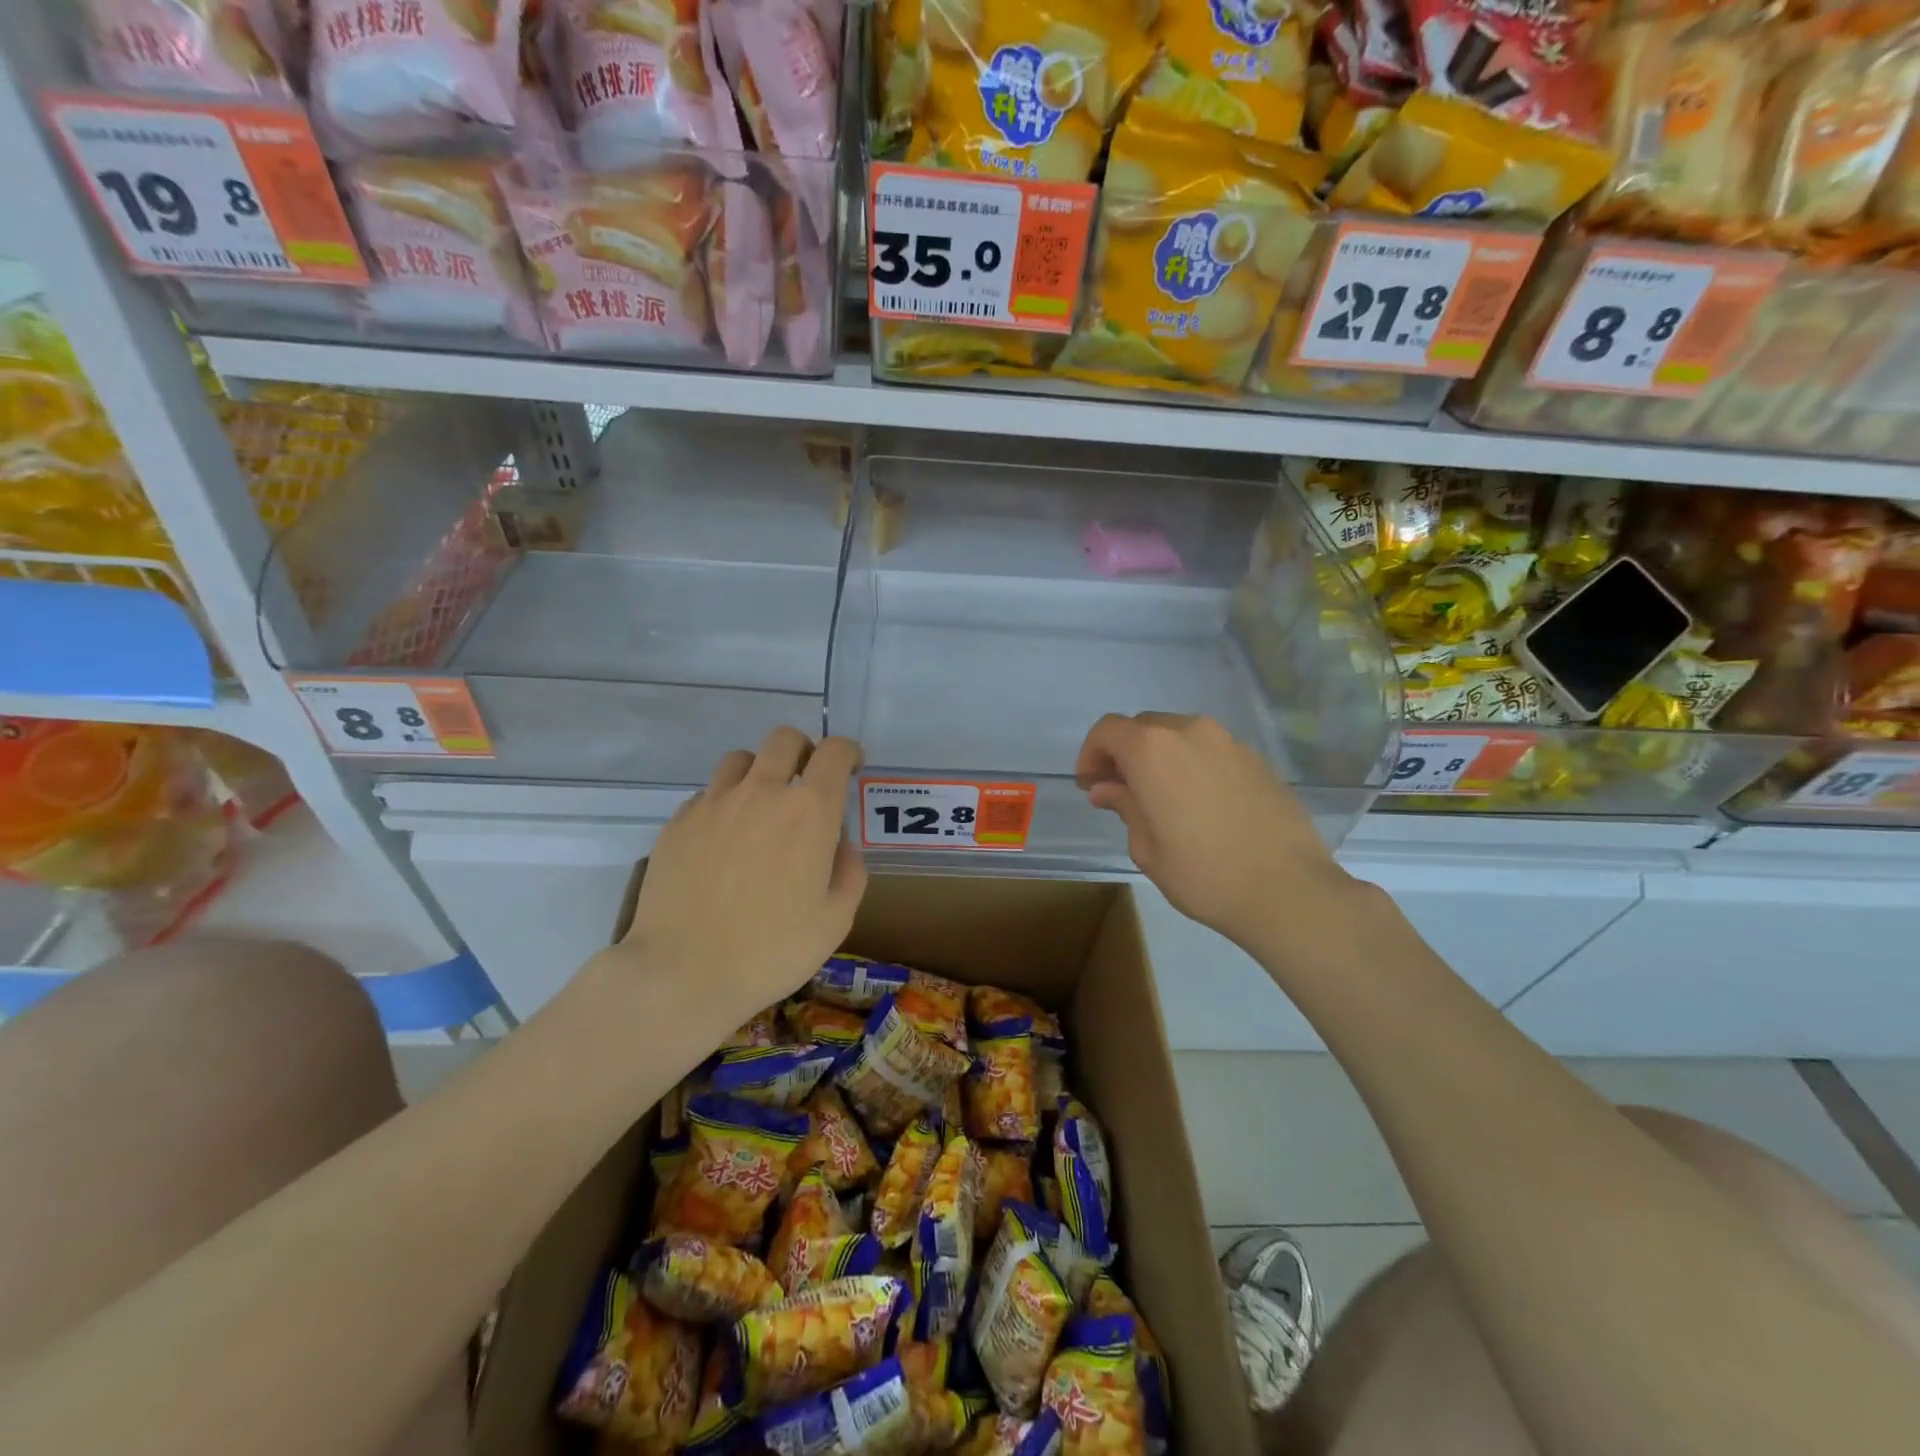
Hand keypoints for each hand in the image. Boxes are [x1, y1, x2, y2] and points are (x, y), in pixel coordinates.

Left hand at [622, 726, 866, 1028]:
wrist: (681, 973)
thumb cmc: (770, 951)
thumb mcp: (835, 921)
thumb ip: (849, 871)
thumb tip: (839, 844)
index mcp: (809, 812)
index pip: (834, 752)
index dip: (848, 751)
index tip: (851, 767)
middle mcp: (762, 792)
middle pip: (784, 739)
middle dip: (803, 750)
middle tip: (806, 781)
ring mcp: (714, 802)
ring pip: (741, 759)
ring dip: (760, 772)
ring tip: (760, 807)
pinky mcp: (679, 821)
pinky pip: (708, 794)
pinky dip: (724, 804)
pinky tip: (722, 842)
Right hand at [1075, 713, 1349, 953]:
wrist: (1287, 889)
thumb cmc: (1202, 873)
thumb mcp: (1146, 846)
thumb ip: (1124, 805)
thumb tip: (1107, 788)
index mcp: (1152, 749)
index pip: (1108, 730)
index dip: (1091, 754)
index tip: (1090, 784)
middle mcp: (1190, 732)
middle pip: (1143, 727)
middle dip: (1124, 753)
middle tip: (1120, 791)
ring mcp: (1229, 742)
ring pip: (1179, 736)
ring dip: (1161, 757)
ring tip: (1162, 798)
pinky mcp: (1257, 759)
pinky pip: (1211, 751)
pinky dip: (1193, 765)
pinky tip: (1200, 804)